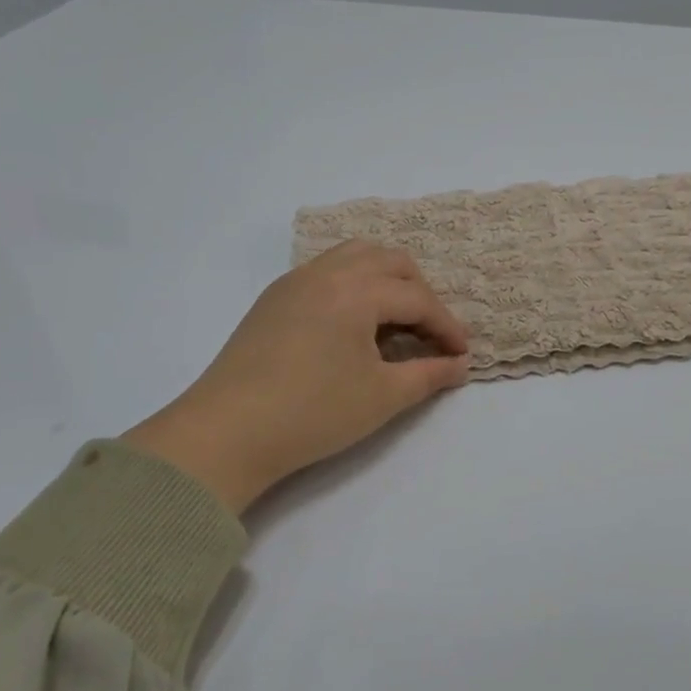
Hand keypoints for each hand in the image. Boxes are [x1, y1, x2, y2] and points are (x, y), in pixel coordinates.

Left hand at [123, 243, 469, 512]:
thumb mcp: (383, 397)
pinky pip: (326, 271)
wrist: (227, 433)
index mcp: (356, 290)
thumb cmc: (313, 413)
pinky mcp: (273, 299)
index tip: (463, 355)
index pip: (417, 299)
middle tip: (431, 333)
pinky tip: (354, 324)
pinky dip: (354, 284)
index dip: (447, 327)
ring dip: (385, 280)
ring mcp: (295, 281)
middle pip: (389, 262)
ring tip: (396, 320)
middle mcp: (327, 272)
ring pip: (354, 256)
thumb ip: (429, 375)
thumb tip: (460, 366)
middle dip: (420, 293)